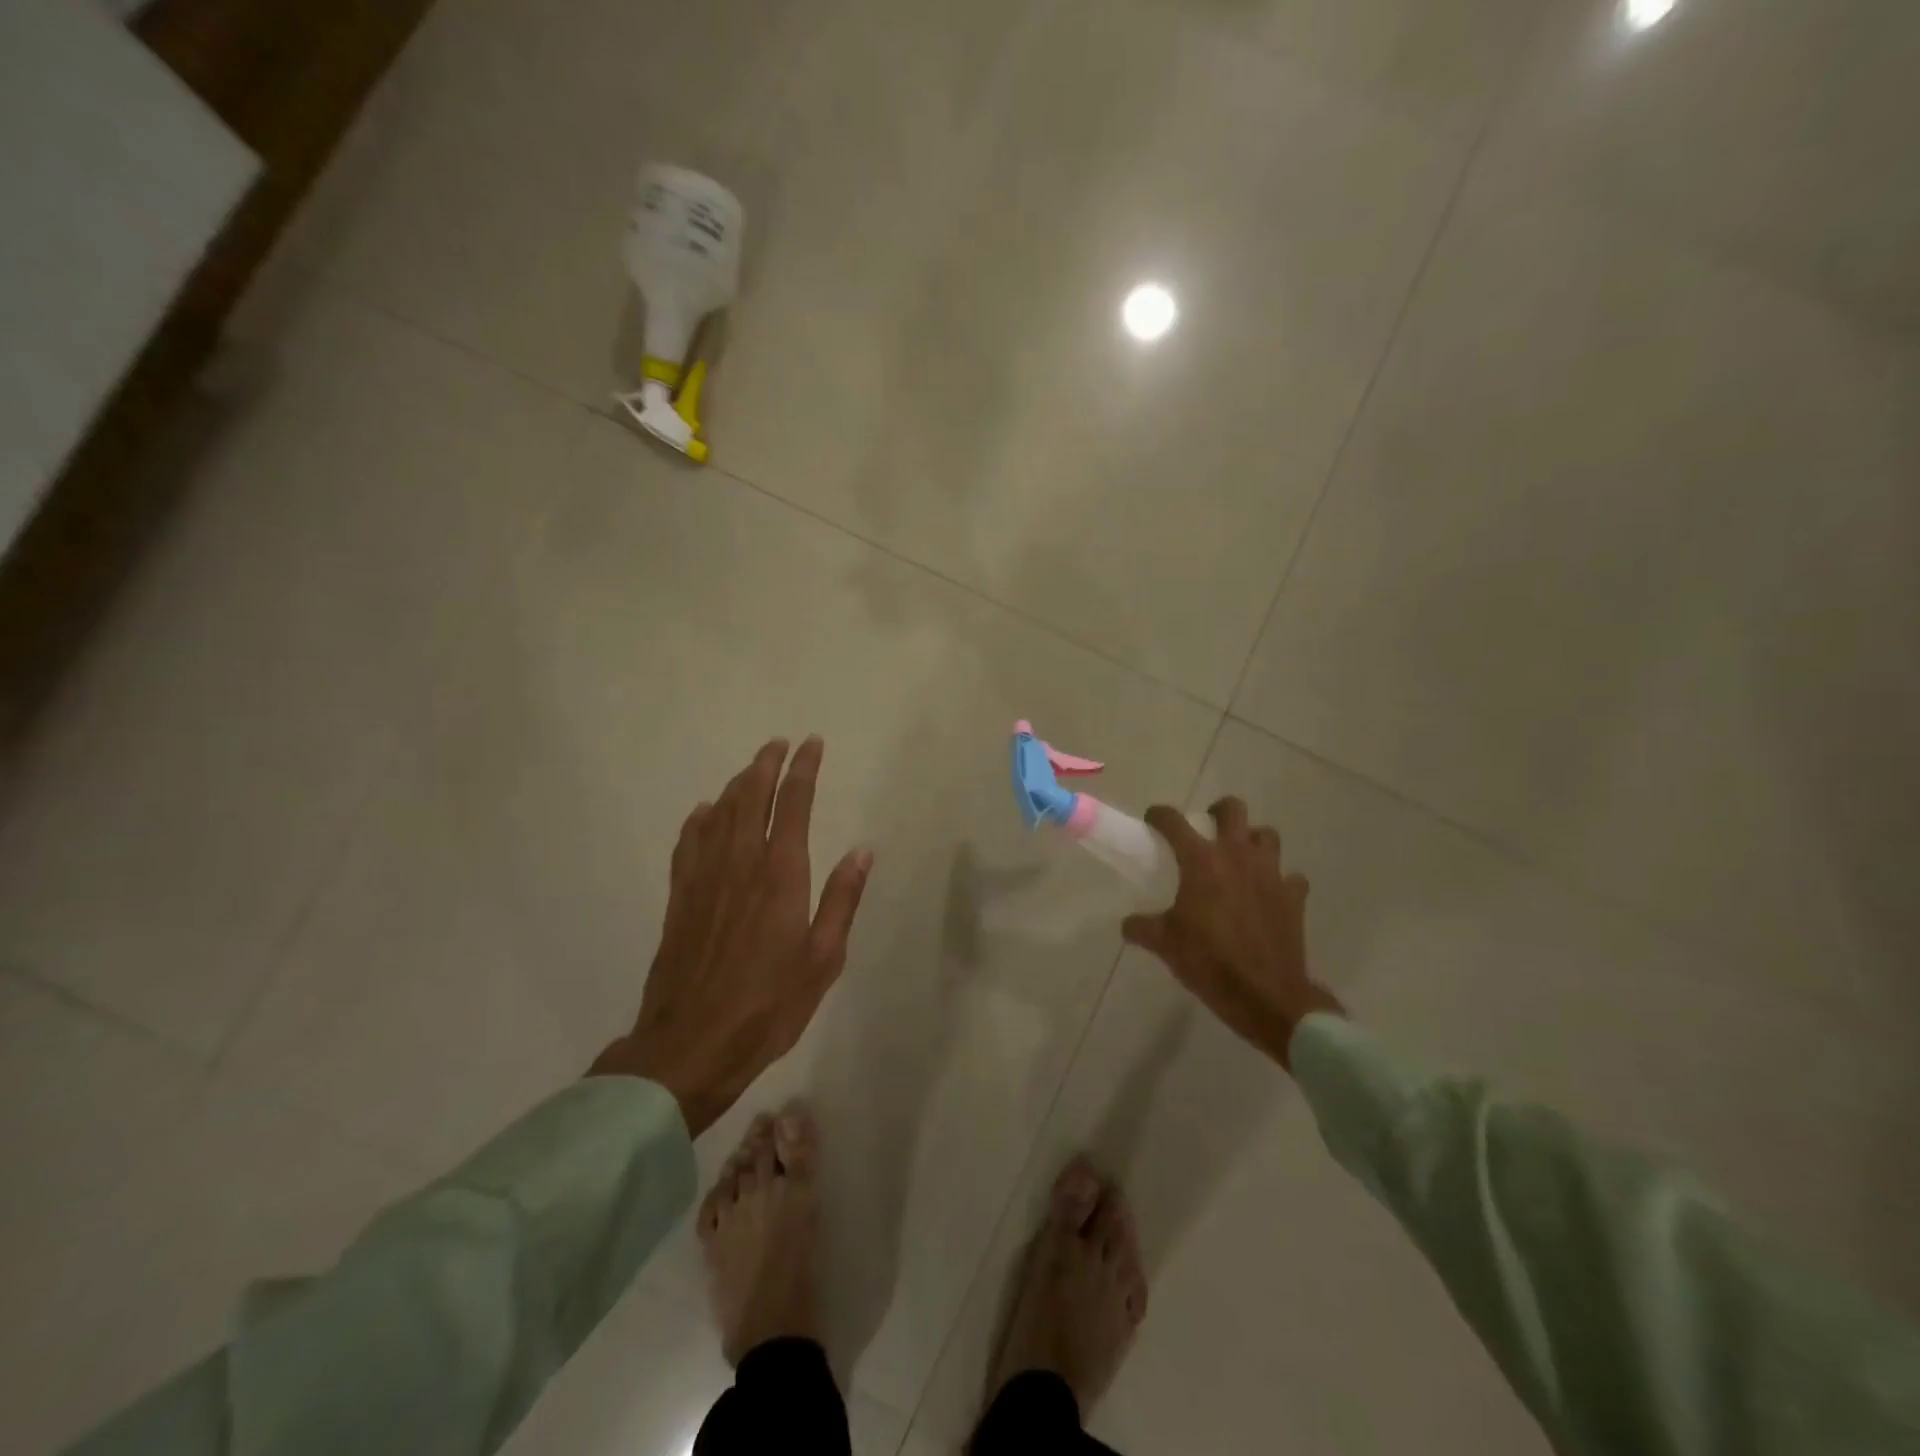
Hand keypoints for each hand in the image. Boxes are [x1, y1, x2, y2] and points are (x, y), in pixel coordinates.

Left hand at [590, 737, 872, 1134]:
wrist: (691, 1045)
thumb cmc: (769, 1005)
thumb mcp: (823, 959)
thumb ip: (842, 900)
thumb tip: (863, 852)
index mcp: (780, 875)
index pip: (792, 805)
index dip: (803, 770)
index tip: (812, 744)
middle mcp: (740, 865)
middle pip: (750, 798)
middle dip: (766, 766)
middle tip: (779, 744)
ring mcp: (704, 880)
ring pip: (719, 815)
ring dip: (736, 785)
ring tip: (750, 769)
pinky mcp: (680, 900)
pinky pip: (688, 844)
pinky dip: (699, 820)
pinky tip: (704, 812)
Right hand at [1120, 798, 1342, 1069]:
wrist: (1265, 995)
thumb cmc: (1209, 961)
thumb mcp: (1165, 944)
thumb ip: (1142, 927)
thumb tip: (1128, 925)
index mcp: (1201, 860)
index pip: (1174, 821)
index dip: (1160, 816)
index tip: (1153, 820)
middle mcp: (1237, 855)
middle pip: (1233, 809)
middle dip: (1218, 812)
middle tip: (1207, 828)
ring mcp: (1271, 873)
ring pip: (1266, 836)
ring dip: (1252, 840)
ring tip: (1240, 858)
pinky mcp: (1294, 897)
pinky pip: (1290, 877)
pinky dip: (1280, 880)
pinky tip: (1268, 894)